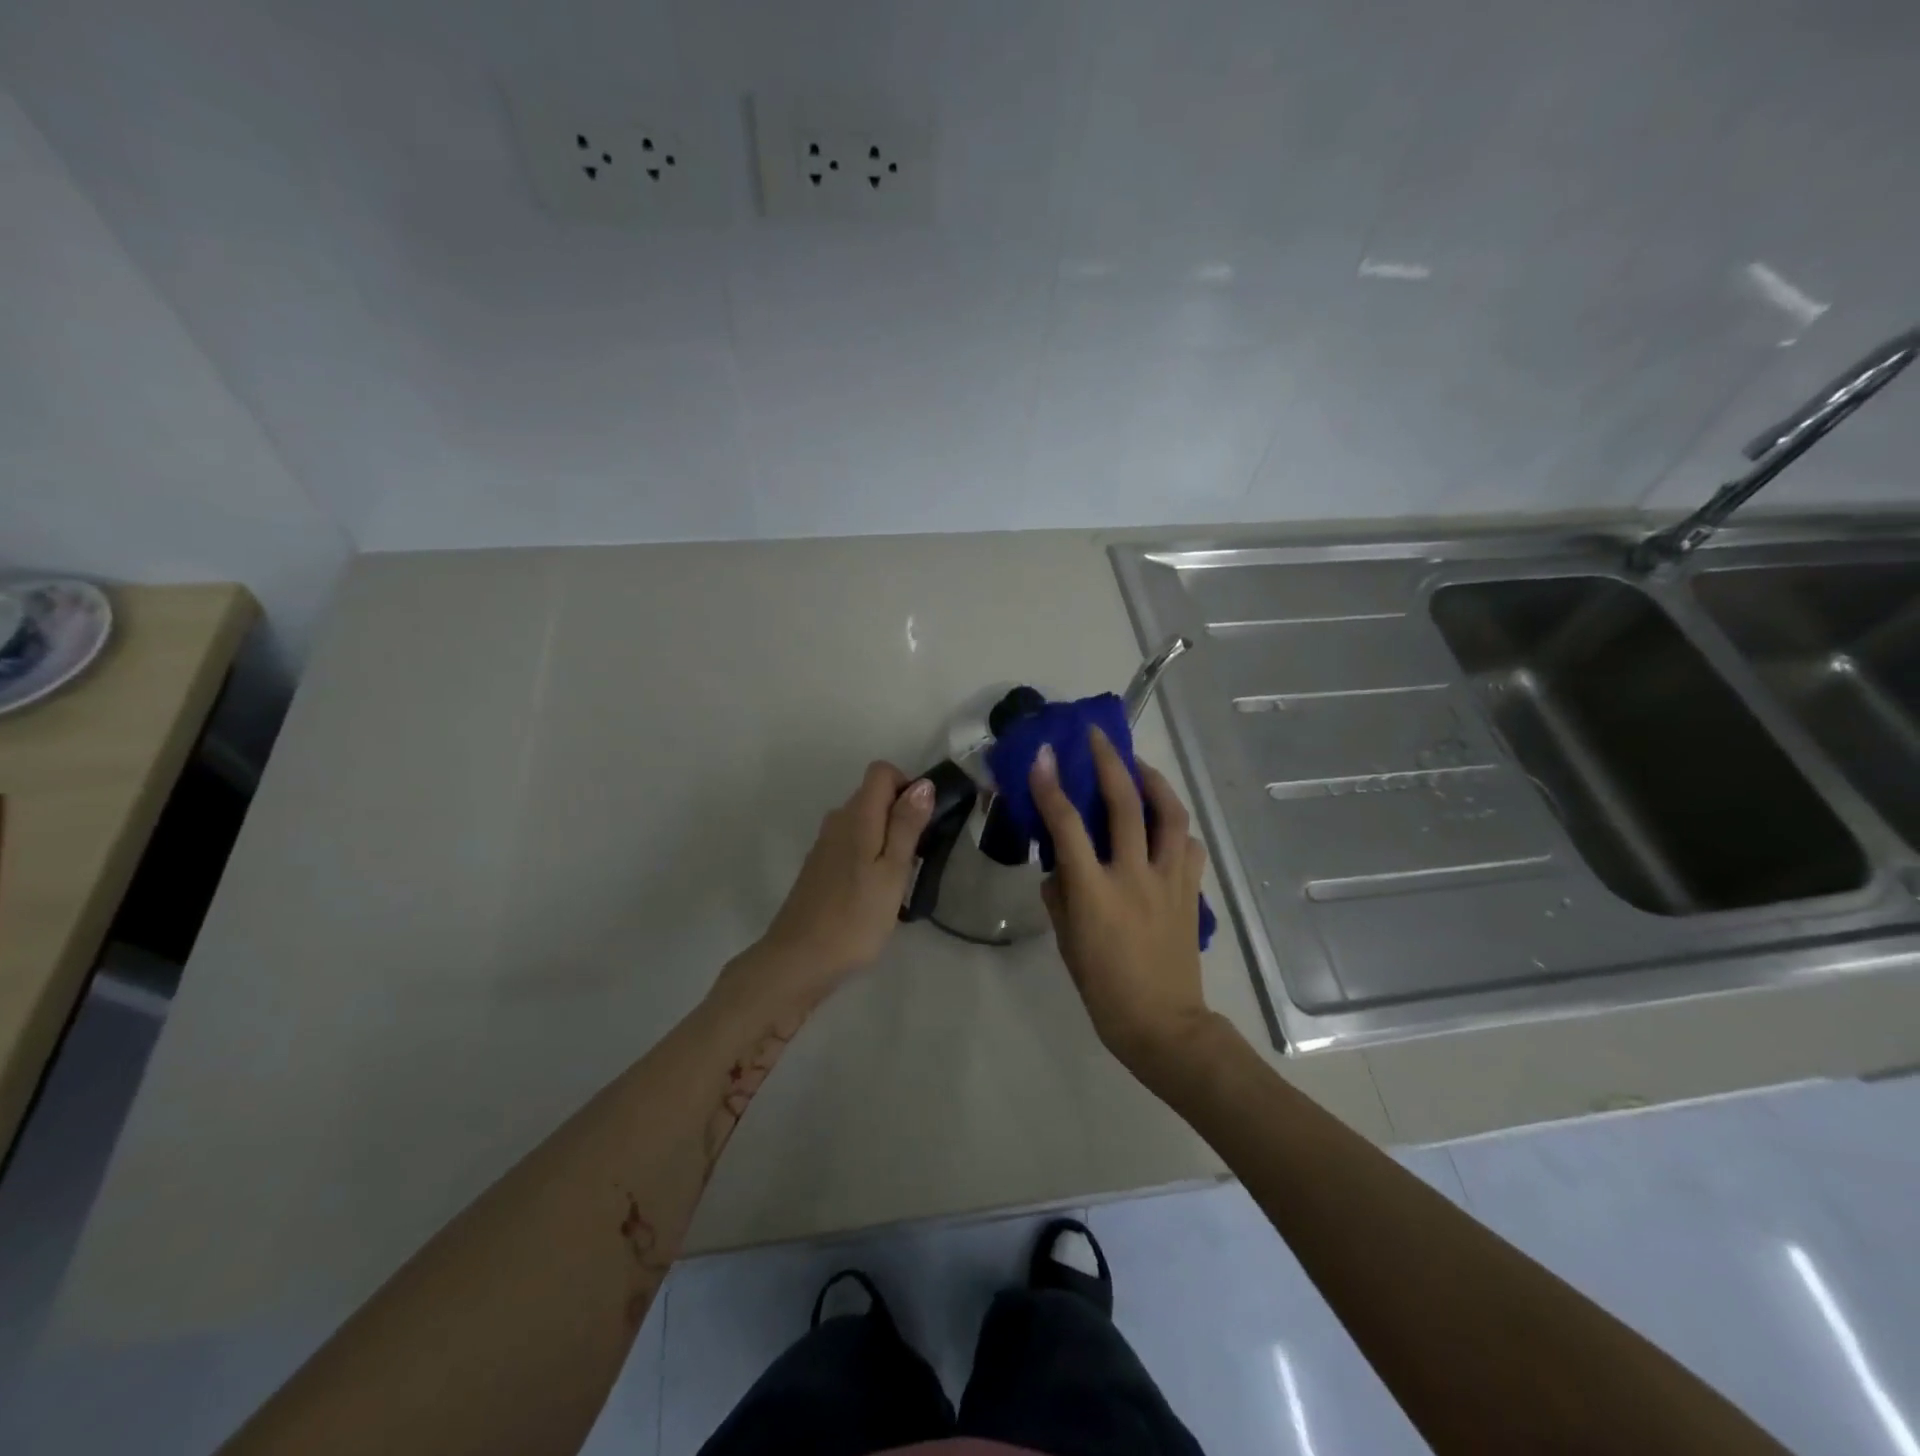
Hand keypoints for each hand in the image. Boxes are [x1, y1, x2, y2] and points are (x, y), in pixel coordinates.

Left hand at [755, 762, 934, 1002]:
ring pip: (863, 821)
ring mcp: (825, 844)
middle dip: (900, 814)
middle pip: (873, 795)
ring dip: (886, 837)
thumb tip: (922, 784)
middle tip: (916, 857)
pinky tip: (874, 891)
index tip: (922, 823)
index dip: (907, 786)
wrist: (799, 959)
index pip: (881, 771)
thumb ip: (906, 826)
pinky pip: (852, 842)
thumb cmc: (856, 917)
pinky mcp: (819, 866)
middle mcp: (837, 820)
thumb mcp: (893, 872)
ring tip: (899, 879)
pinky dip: (869, 854)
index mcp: (857, 816)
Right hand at [1029, 729, 1215, 1078]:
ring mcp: (1169, 881)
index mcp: (1095, 892)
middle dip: (1109, 762)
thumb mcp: (1066, 941)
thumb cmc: (1104, 987)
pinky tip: (1165, 821)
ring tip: (1137, 765)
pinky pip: (1187, 845)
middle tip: (1097, 737)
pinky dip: (1175, 825)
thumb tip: (1059, 866)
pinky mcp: (1191, 891)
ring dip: (1153, 781)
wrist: (1162, 1023)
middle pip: (1125, 804)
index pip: (1068, 826)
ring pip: (1169, 815)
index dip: (1052, 787)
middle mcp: (1134, 876)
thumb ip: (1060, 895)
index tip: (1042, 756)